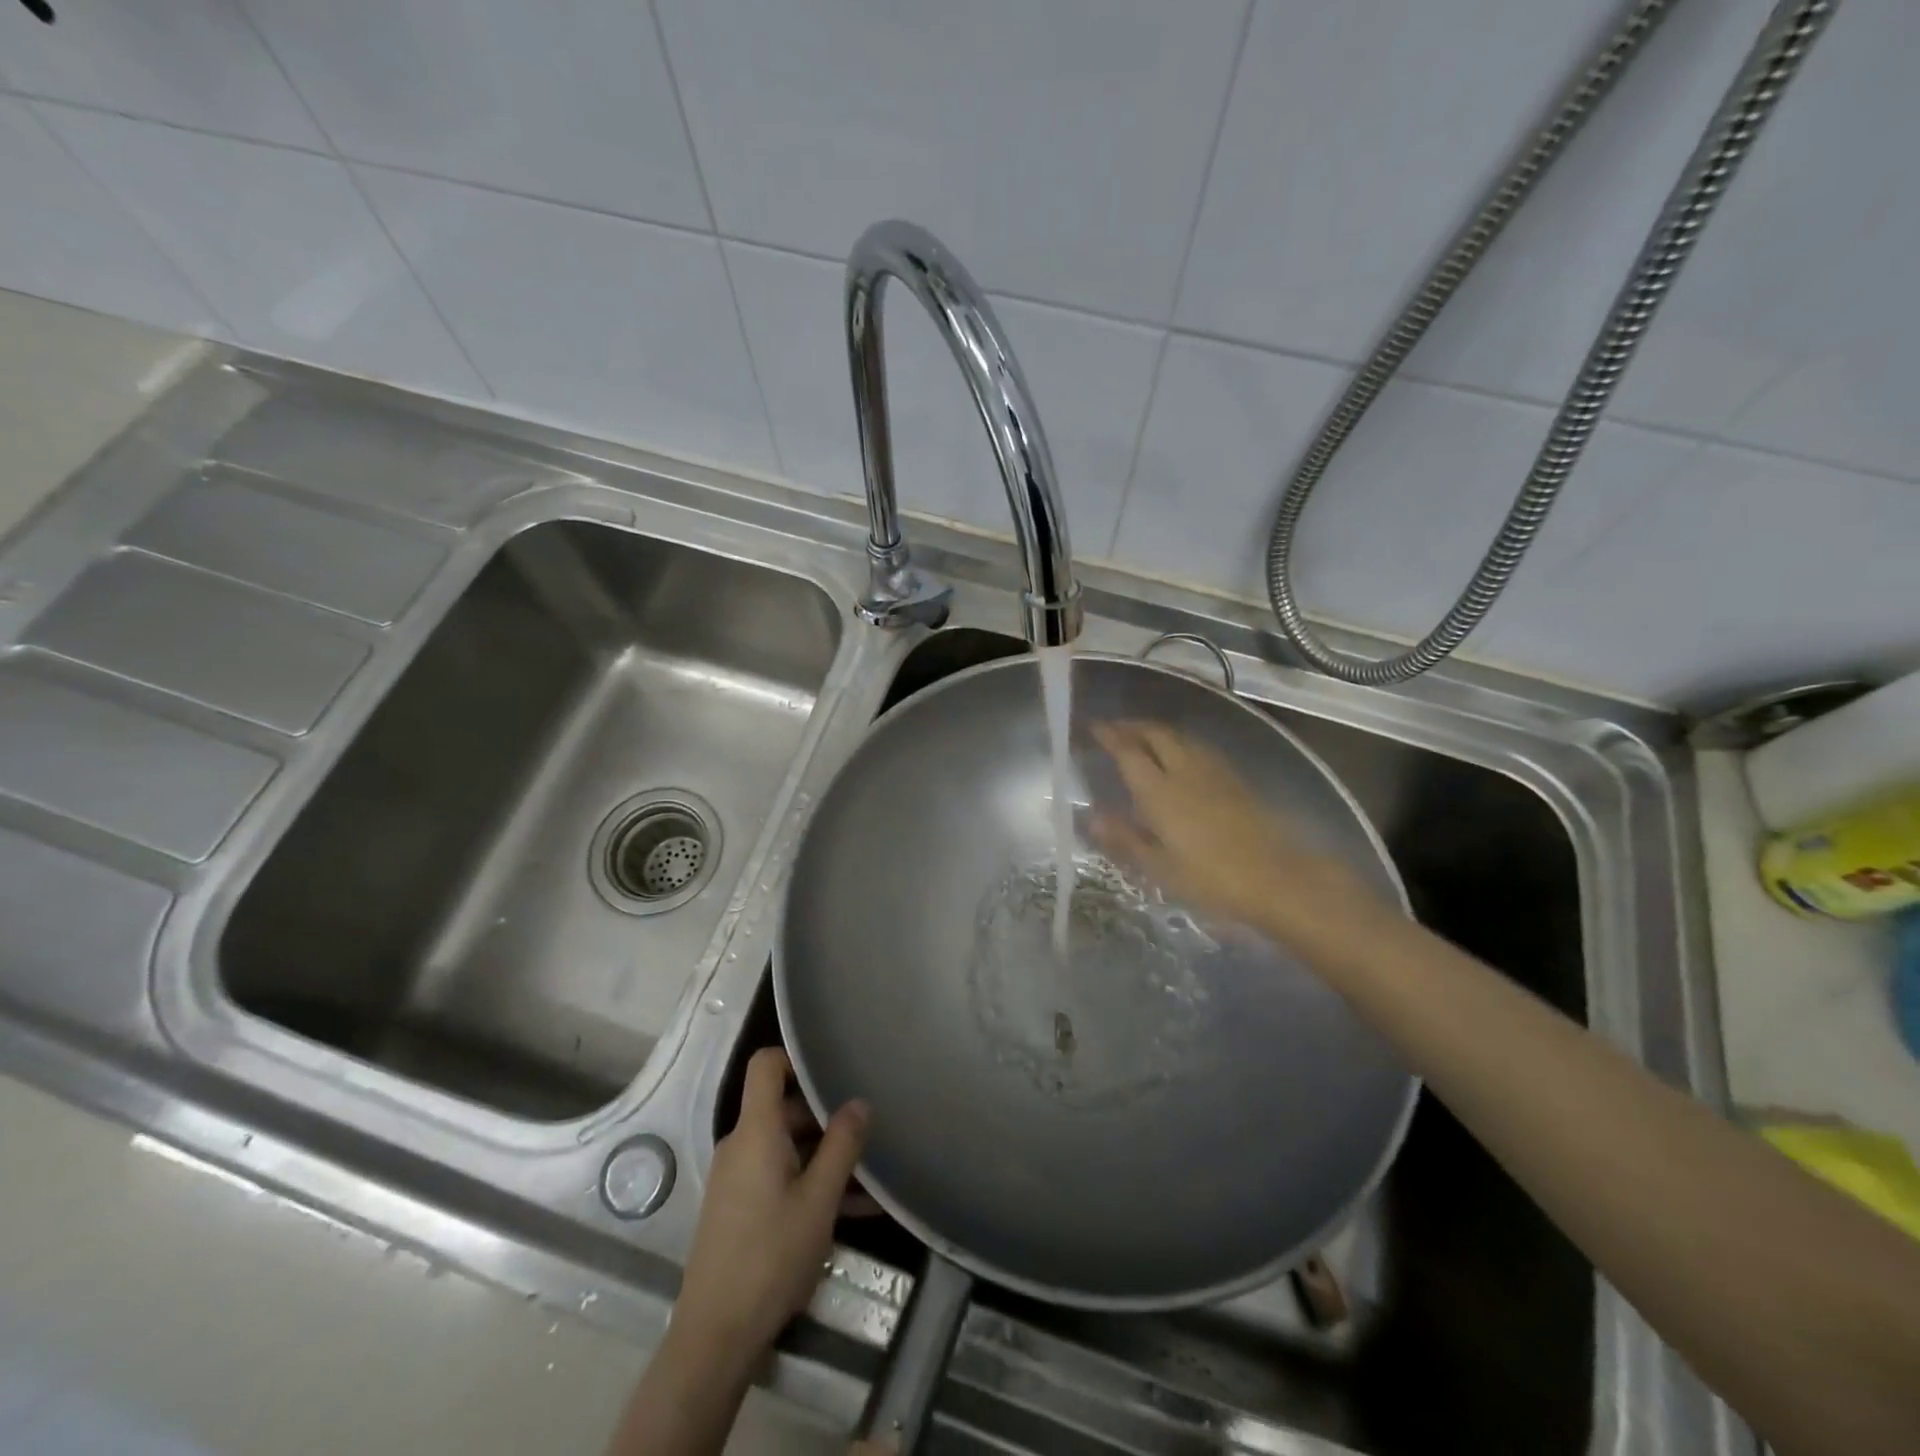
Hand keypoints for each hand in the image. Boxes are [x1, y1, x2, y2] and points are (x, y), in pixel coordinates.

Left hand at [676, 1047, 868, 1354]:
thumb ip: (842, 1145)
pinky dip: (811, 1181)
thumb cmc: (771, 1257)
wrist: (715, 1337)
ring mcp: (737, 1177)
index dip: (795, 1057)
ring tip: (872, 1176)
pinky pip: (779, 1176)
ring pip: (787, 1147)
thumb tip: (859, 1102)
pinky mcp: (739, 1207)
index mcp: (755, 1131)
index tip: (833, 1069)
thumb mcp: (819, 1200)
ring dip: (826, 1156)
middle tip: (868, 1131)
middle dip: (827, 1116)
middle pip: (784, 1107)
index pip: (766, 1065)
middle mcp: (741, 1145)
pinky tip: (854, 1210)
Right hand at [1090, 721, 1387, 950]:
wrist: (1279, 879)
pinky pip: (1198, 748)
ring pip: (1180, 737)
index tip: (1092, 727)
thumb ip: (1124, 839)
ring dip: (1156, 731)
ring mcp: (1214, 772)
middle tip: (1113, 730)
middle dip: (1132, 726)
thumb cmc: (1211, 879)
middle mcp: (1185, 770)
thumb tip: (1091, 817)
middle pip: (1156, 733)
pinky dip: (1179, 743)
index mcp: (1160, 790)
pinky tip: (1179, 758)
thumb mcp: (1159, 868)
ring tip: (1141, 738)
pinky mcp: (1235, 779)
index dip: (1108, 735)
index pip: (1128, 751)